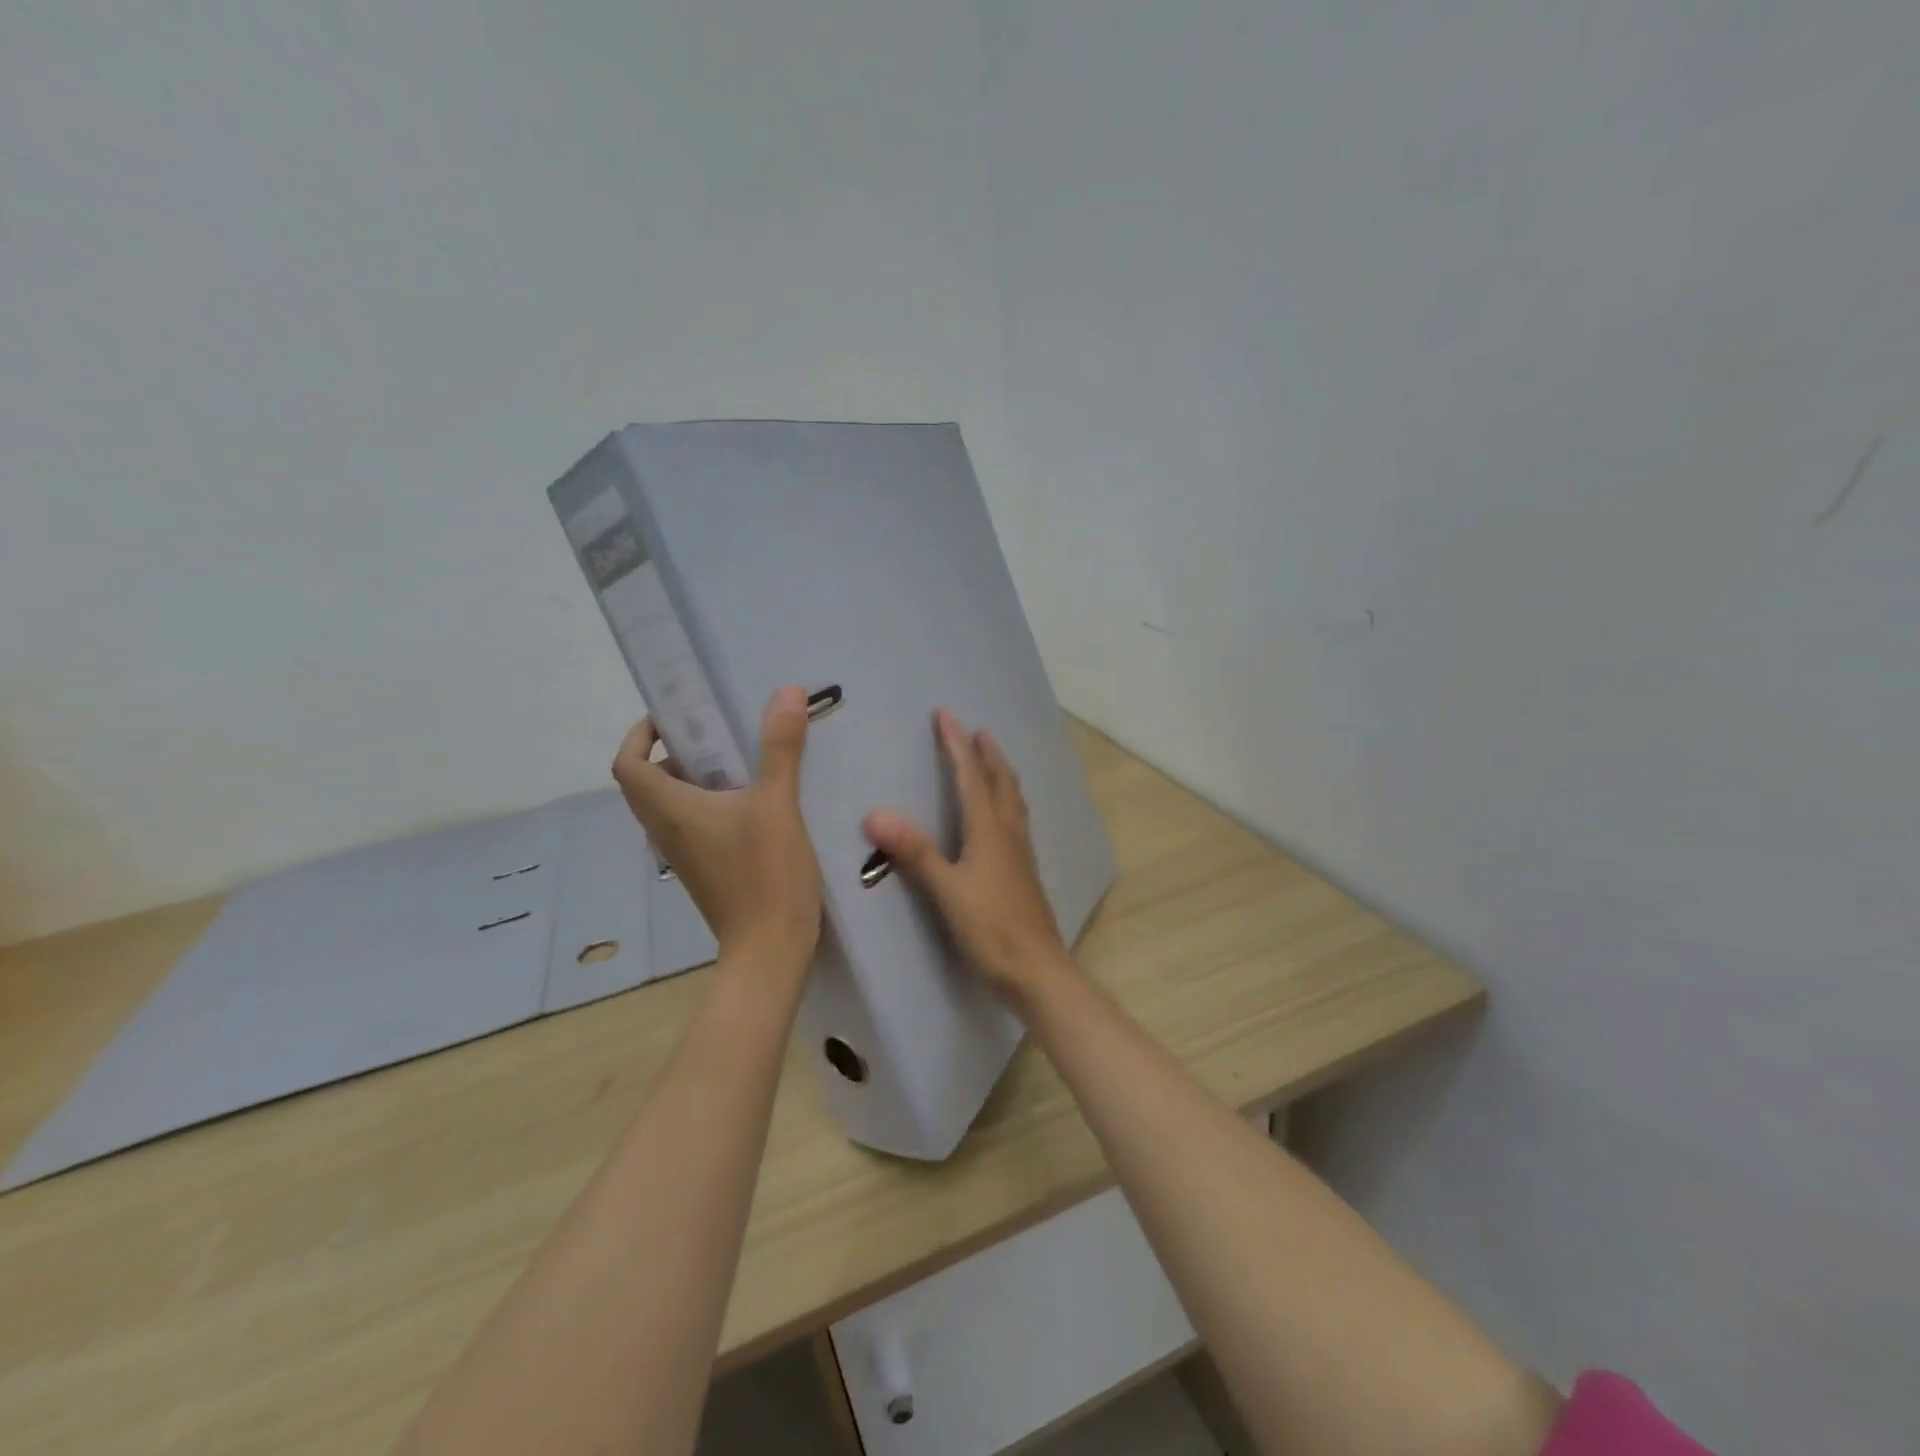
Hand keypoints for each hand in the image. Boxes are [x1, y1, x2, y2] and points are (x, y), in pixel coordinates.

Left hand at [612, 686, 821, 972]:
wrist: (769, 949)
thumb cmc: (764, 874)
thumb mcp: (778, 803)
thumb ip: (780, 747)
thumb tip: (787, 691)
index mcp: (670, 809)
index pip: (628, 762)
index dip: (641, 734)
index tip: (676, 715)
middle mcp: (667, 830)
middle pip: (648, 781)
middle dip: (675, 751)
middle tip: (716, 732)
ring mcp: (685, 854)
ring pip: (672, 804)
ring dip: (695, 777)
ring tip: (741, 759)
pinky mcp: (706, 869)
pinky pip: (694, 824)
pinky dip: (711, 803)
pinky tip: (755, 801)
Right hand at [863, 709, 1074, 1008]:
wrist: (1038, 971)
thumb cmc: (991, 930)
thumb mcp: (947, 892)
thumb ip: (915, 852)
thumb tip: (875, 813)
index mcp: (989, 831)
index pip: (970, 776)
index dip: (957, 745)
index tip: (946, 714)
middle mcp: (1009, 833)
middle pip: (1001, 781)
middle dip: (987, 753)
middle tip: (977, 730)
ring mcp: (1021, 853)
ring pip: (1013, 799)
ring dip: (1001, 773)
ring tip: (992, 760)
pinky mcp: (1024, 872)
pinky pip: (1016, 819)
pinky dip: (1007, 800)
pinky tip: (1003, 816)